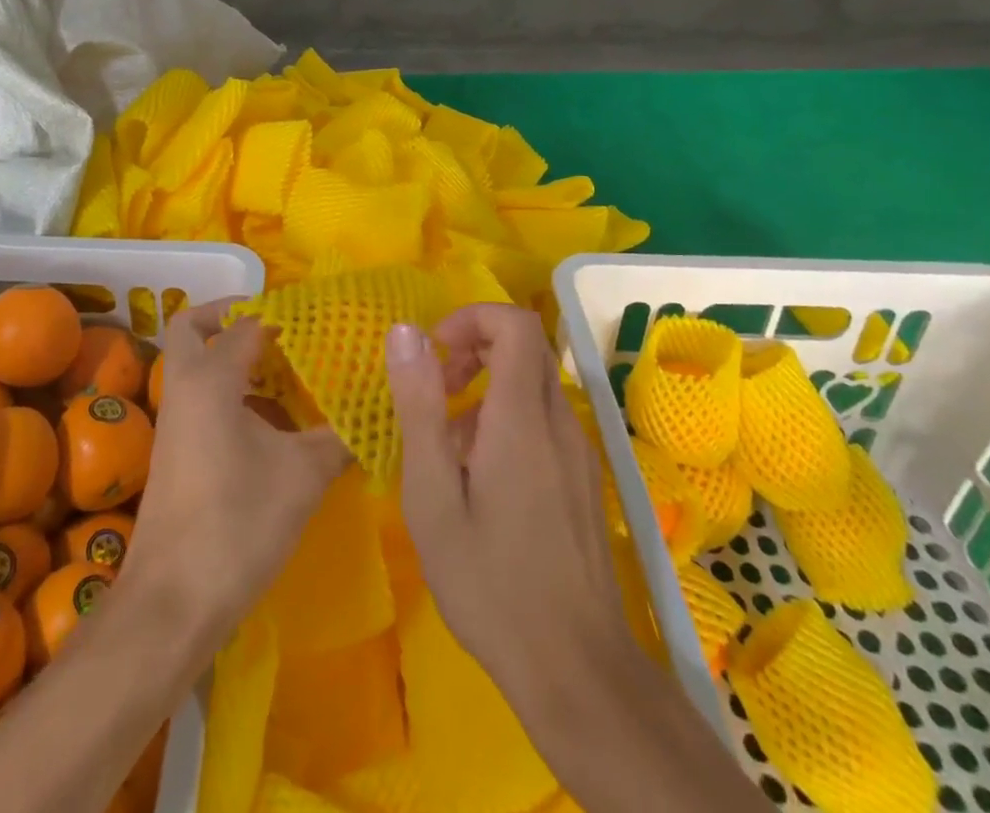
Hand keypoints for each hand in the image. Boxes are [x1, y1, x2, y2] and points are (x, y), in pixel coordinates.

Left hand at [121, 298, 351, 650]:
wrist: (174, 603)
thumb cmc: (238, 523)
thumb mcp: (304, 475)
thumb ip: (341, 435)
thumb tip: (376, 412)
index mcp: (210, 379)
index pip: (247, 322)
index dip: (284, 315)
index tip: (322, 318)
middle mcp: (185, 389)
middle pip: (193, 328)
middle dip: (231, 316)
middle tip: (279, 328)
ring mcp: (175, 422)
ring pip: (197, 366)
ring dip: (235, 359)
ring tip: (290, 372)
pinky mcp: (177, 451)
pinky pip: (202, 399)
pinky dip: (233, 394)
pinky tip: (276, 423)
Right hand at [386, 305, 765, 811]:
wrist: (576, 670)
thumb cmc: (490, 581)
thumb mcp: (433, 494)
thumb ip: (420, 405)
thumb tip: (405, 331)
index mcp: (522, 417)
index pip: (515, 323)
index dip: (473, 318)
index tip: (435, 351)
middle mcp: (559, 421)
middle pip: (527, 347)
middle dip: (476, 349)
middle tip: (438, 390)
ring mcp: (579, 452)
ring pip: (535, 384)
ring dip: (489, 388)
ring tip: (449, 444)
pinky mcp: (584, 480)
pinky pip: (545, 420)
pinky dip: (509, 419)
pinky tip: (483, 478)